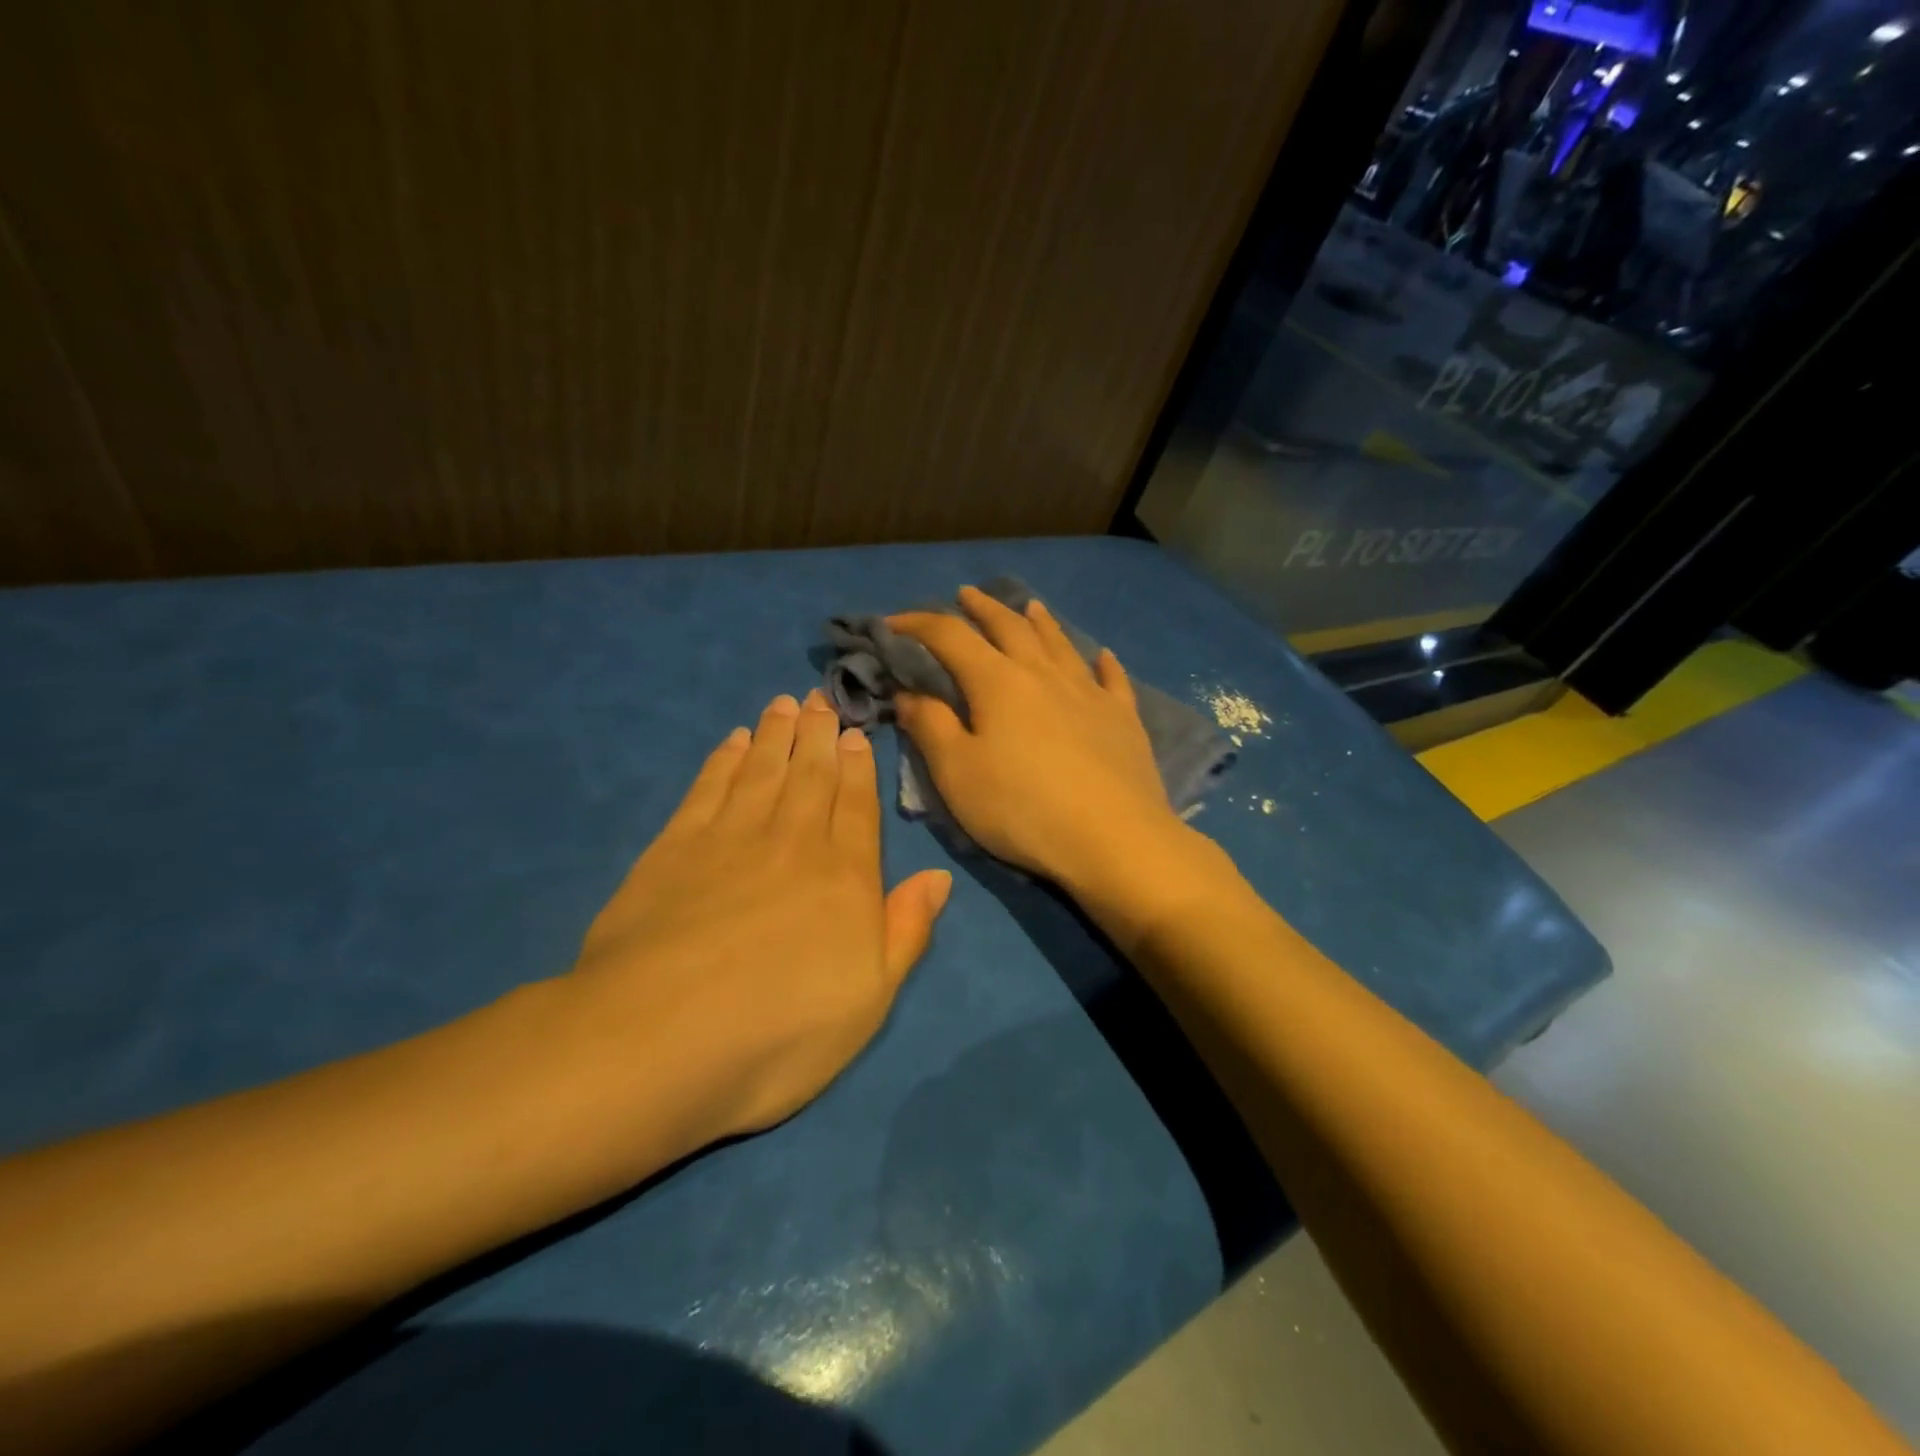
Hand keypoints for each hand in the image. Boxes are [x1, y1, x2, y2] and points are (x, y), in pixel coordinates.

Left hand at [566, 690, 950, 1148]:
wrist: (658, 1041)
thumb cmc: (780, 1032)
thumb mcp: (870, 1000)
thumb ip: (906, 931)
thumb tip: (938, 877)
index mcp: (844, 877)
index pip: (857, 806)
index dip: (857, 767)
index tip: (856, 733)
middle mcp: (793, 842)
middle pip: (810, 776)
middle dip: (819, 734)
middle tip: (821, 698)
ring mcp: (730, 839)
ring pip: (763, 771)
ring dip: (776, 735)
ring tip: (785, 703)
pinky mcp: (674, 848)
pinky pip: (709, 788)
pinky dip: (724, 760)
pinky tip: (733, 742)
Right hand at [887, 588, 1203, 910]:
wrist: (1112, 838)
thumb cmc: (1022, 808)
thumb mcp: (958, 772)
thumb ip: (930, 726)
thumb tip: (909, 693)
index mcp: (998, 682)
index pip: (950, 637)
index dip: (918, 624)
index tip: (892, 623)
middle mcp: (1044, 675)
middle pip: (1009, 628)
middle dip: (983, 609)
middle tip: (966, 594)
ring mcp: (1089, 693)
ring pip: (1060, 644)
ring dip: (1040, 622)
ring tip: (1030, 606)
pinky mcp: (1123, 719)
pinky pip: (1112, 680)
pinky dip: (1104, 663)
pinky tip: (1103, 655)